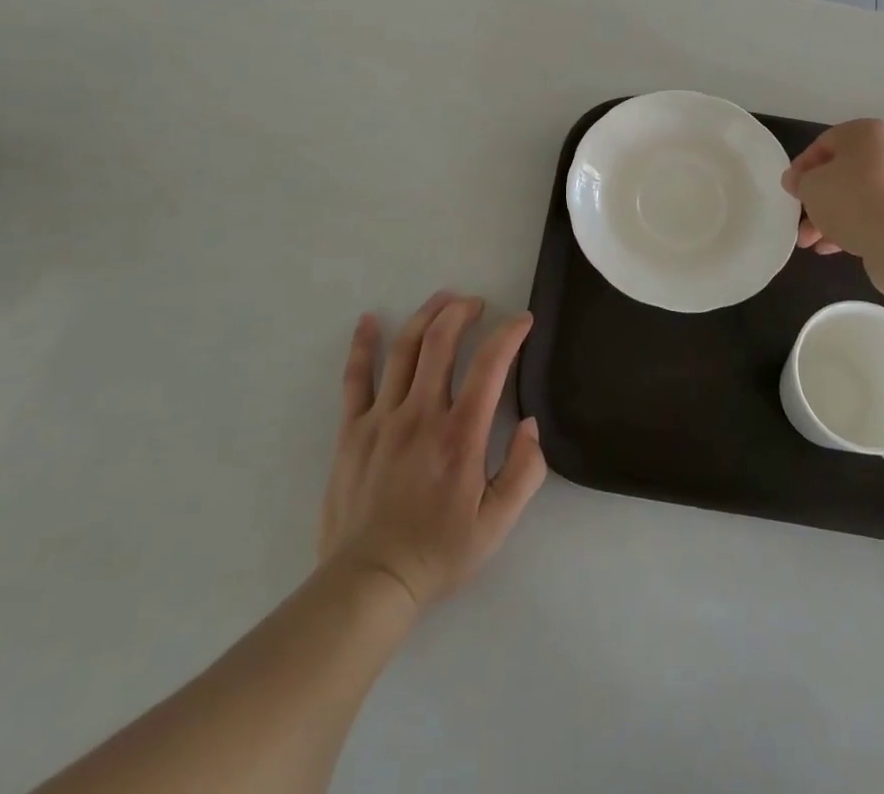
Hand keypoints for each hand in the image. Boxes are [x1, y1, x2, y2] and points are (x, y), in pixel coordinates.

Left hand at [319, 291, 546, 610]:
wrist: (370, 584)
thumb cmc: (438, 553)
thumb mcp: (497, 524)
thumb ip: (525, 472)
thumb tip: (531, 424)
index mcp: (460, 435)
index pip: (490, 365)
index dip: (509, 334)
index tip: (522, 320)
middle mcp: (421, 414)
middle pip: (441, 341)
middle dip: (463, 311)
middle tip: (477, 304)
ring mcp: (382, 418)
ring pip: (404, 349)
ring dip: (426, 315)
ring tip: (443, 299)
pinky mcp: (352, 430)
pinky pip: (356, 378)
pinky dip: (363, 345)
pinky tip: (368, 320)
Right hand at [781, 118, 883, 265]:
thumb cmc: (851, 200)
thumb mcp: (810, 187)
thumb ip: (799, 180)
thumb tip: (796, 180)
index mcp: (868, 133)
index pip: (826, 143)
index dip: (803, 167)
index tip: (791, 189)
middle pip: (845, 173)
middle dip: (819, 199)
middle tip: (801, 220)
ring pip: (862, 197)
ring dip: (835, 217)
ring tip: (813, 242)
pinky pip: (881, 215)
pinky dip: (859, 226)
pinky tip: (836, 248)